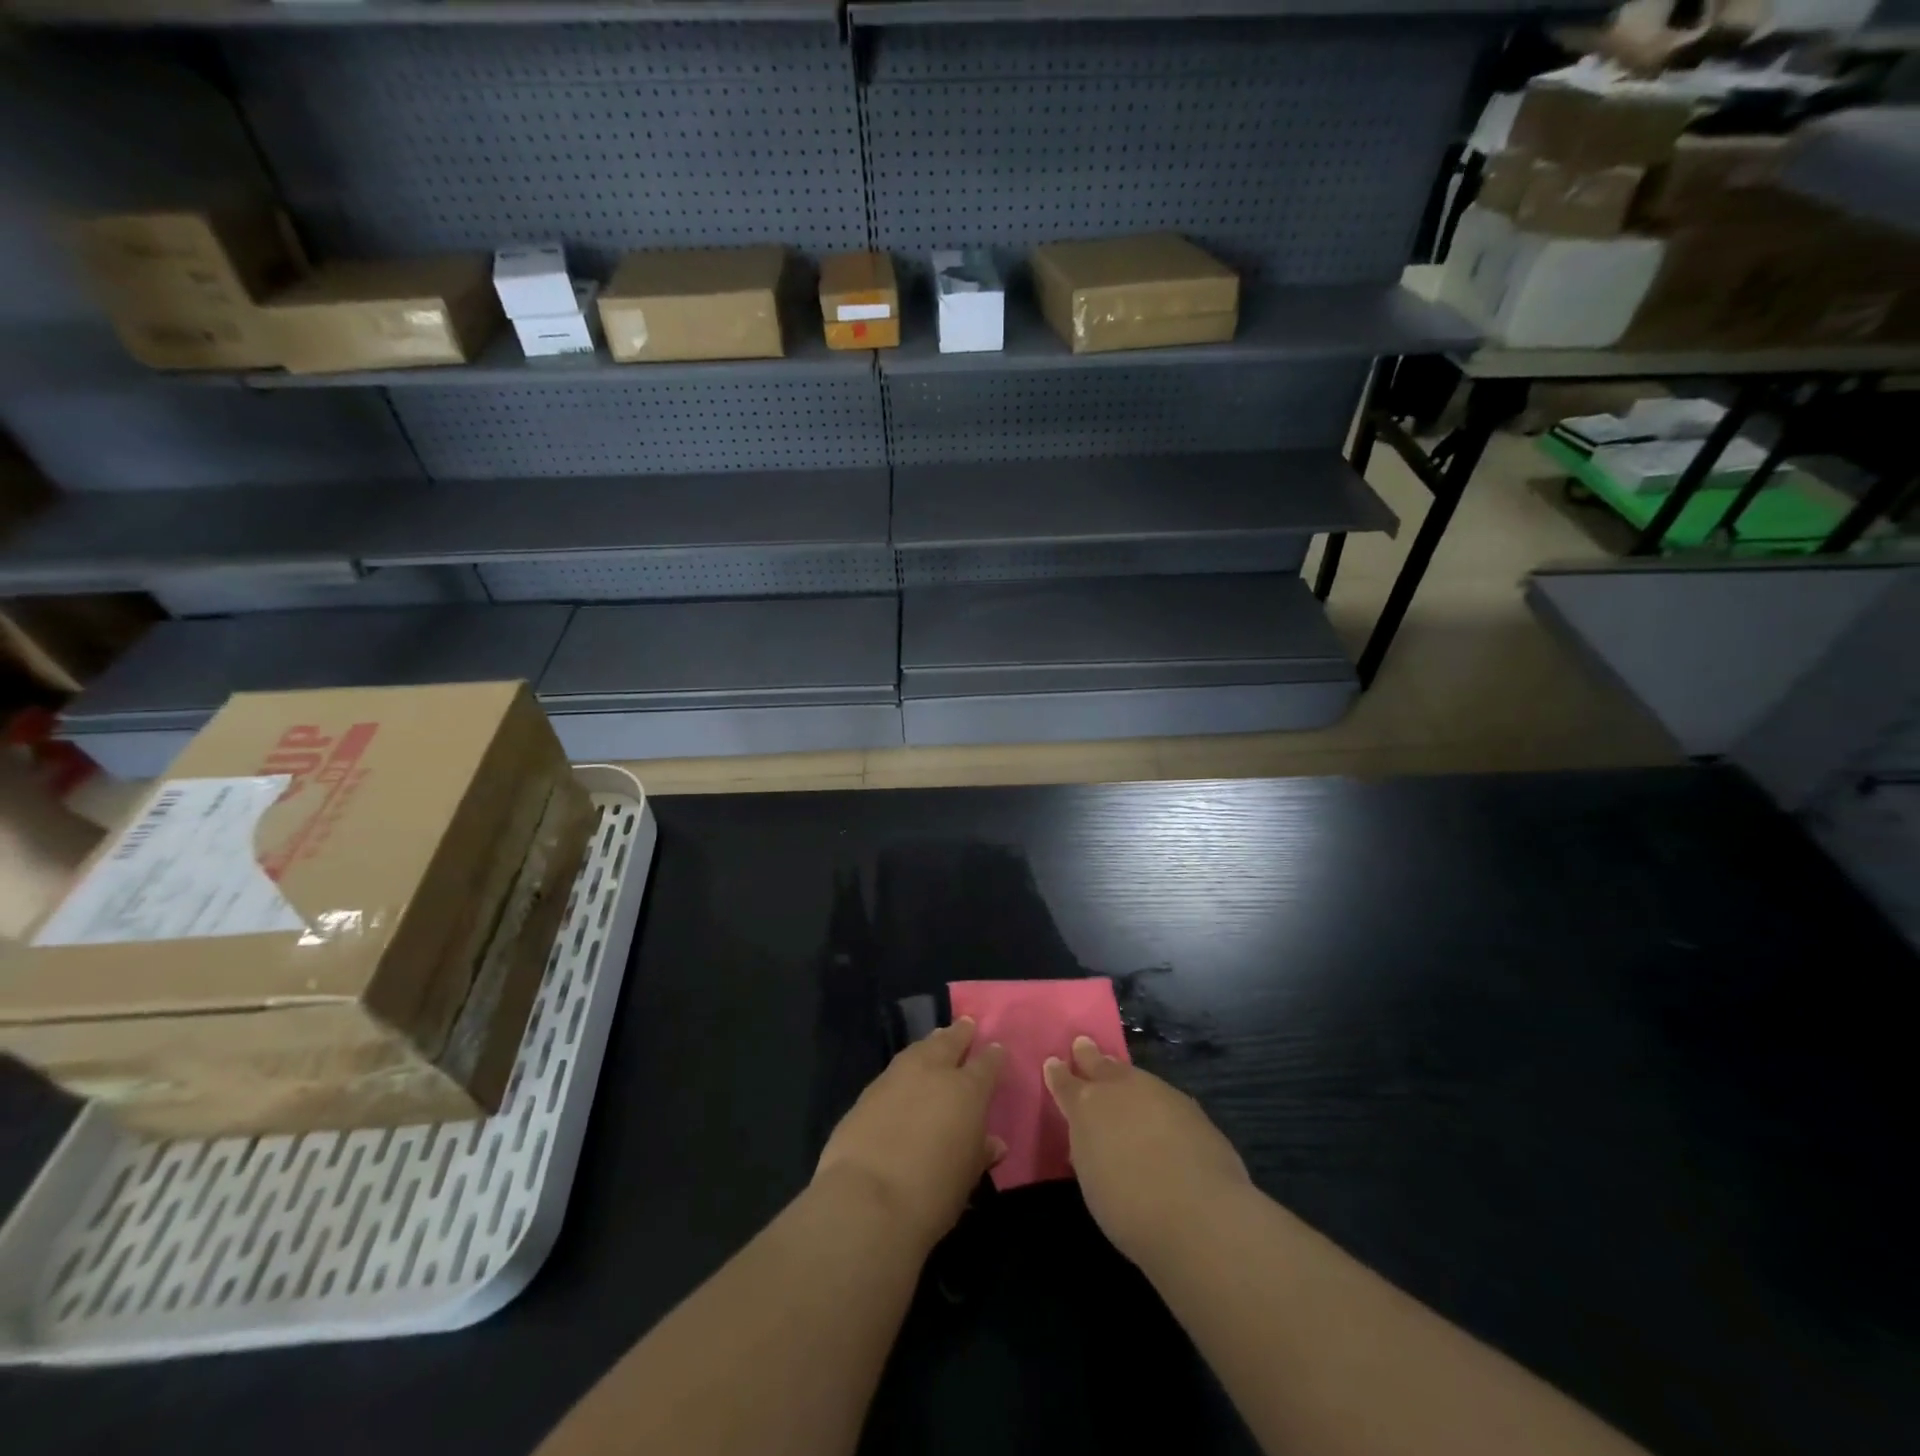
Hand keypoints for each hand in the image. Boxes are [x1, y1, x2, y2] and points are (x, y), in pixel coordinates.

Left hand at [814, 1018, 1006, 1250]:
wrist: (867, 1199)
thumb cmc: (932, 1193)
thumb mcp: (967, 1178)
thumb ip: (980, 1153)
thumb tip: (993, 1143)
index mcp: (967, 1091)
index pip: (986, 1065)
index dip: (993, 1057)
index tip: (996, 1049)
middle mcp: (934, 1072)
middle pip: (949, 1043)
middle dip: (960, 1033)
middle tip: (966, 1023)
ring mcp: (897, 1077)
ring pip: (919, 1049)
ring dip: (931, 1043)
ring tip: (937, 1038)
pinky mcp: (868, 1091)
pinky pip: (895, 1069)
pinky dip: (905, 1065)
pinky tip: (905, 1072)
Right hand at [1045, 1036, 1250, 1267]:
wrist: (1199, 1213)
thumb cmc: (1130, 1208)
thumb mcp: (1093, 1182)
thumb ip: (1089, 1150)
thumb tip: (1094, 1140)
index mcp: (1086, 1107)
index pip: (1065, 1083)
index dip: (1058, 1074)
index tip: (1053, 1063)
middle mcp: (1120, 1089)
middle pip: (1100, 1065)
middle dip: (1089, 1056)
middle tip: (1082, 1045)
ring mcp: (1158, 1093)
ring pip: (1134, 1076)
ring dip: (1124, 1076)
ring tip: (1119, 1077)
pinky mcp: (1191, 1108)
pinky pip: (1163, 1096)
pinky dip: (1155, 1101)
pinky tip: (1160, 1115)